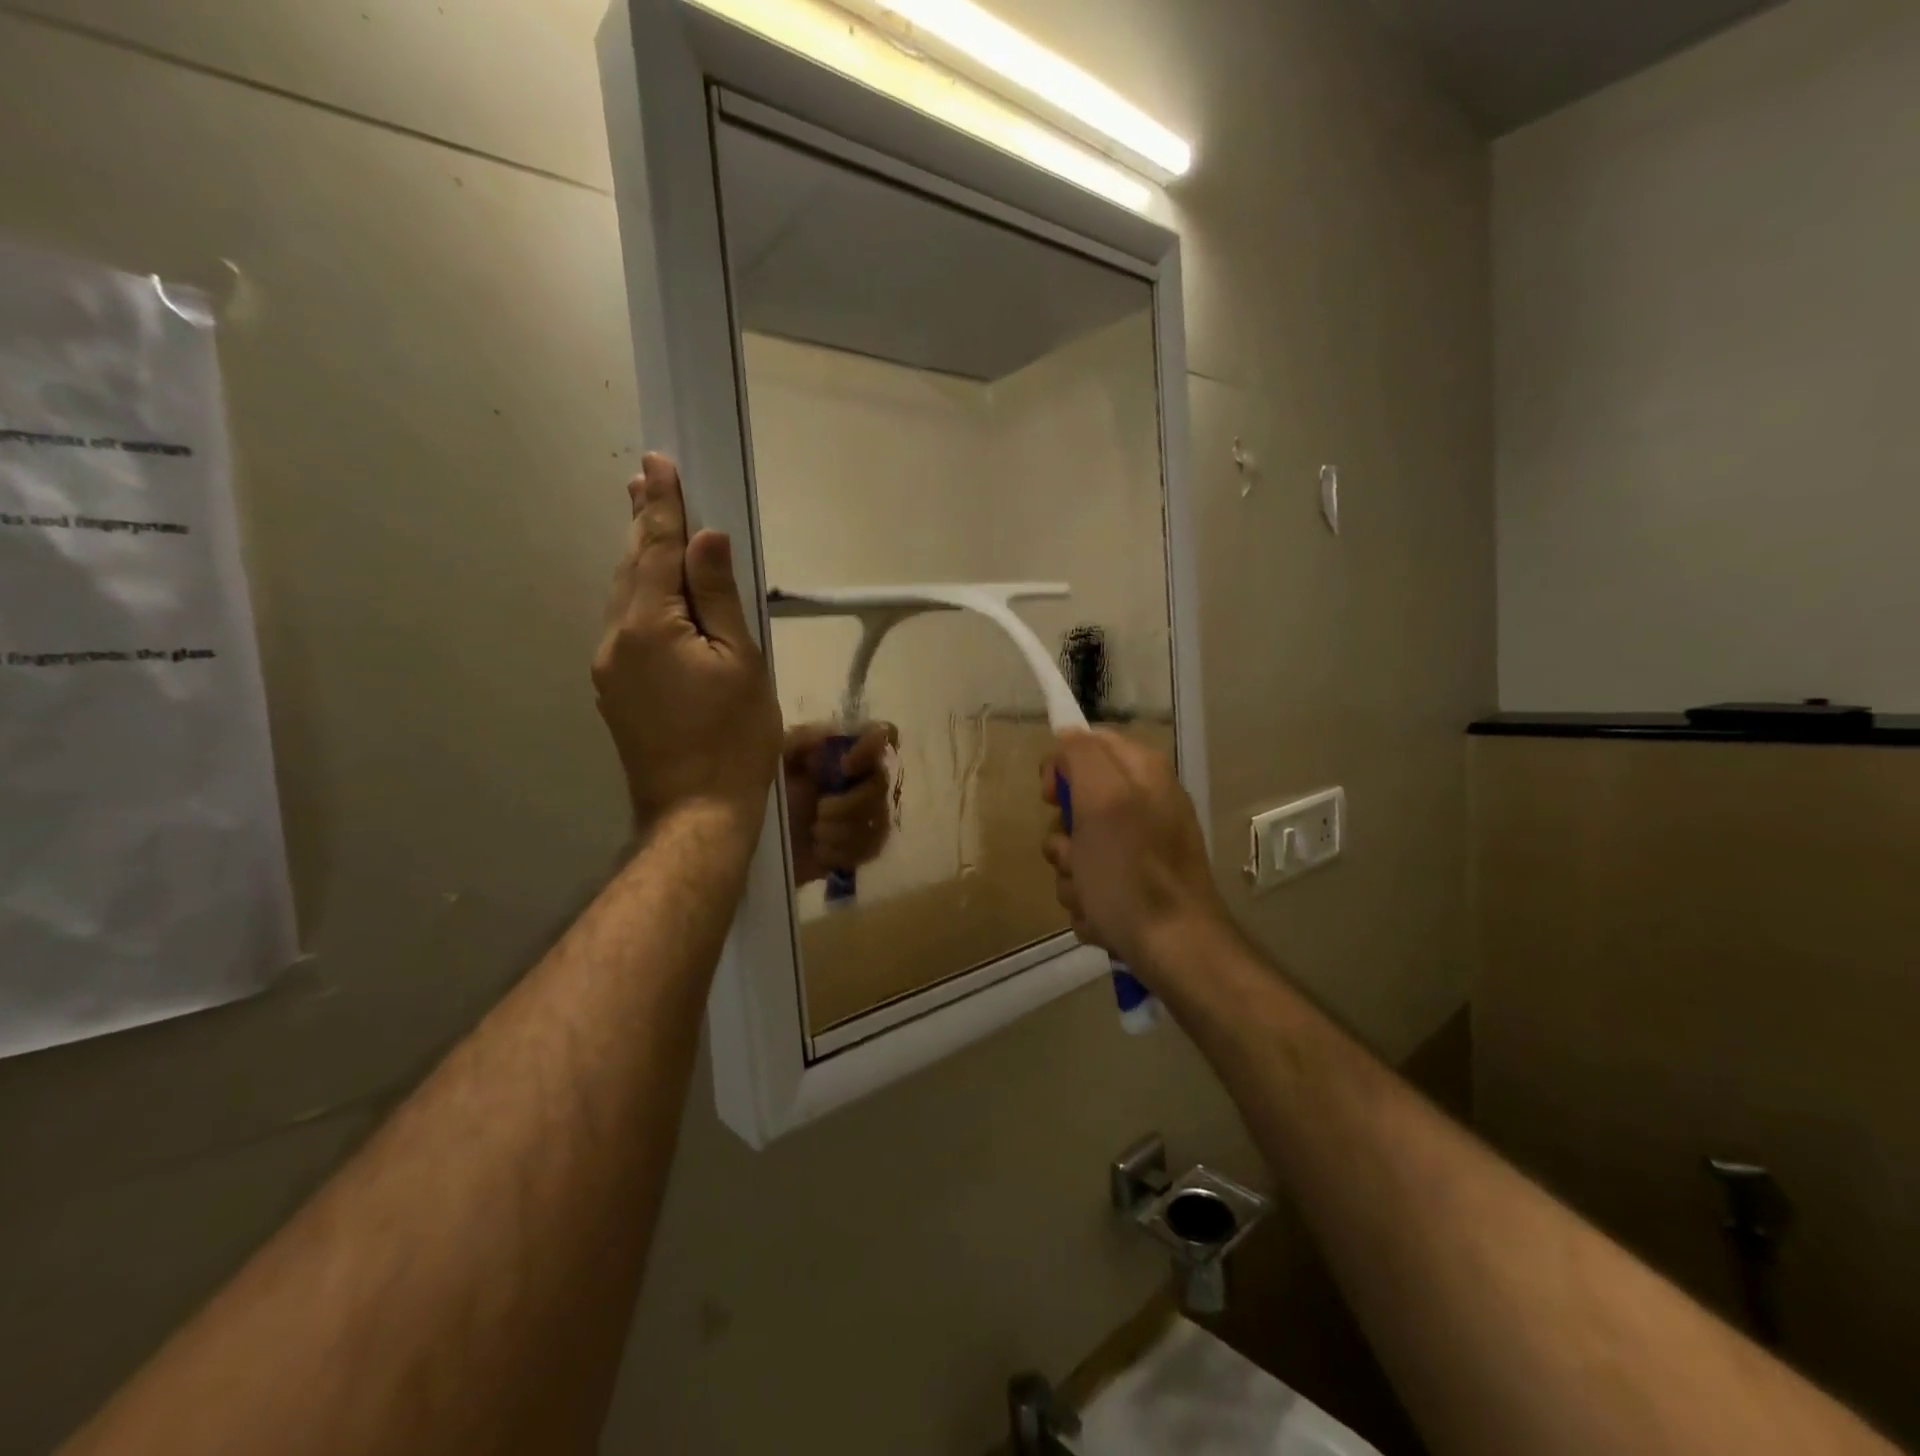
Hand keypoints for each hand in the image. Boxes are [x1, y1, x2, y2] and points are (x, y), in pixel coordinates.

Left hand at [593, 454, 780, 831]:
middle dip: (644, 522)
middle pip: (632, 567)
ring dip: (641, 558)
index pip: (657, 548)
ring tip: (650, 522)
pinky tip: (655, 592)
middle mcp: (616, 638)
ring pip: (625, 597)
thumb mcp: (742, 662)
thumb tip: (707, 538)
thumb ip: (720, 597)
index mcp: (650, 625)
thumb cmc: (734, 737)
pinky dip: (641, 597)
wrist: (696, 811)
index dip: (662, 505)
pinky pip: (626, 626)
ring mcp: (609, 667)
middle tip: (646, 478)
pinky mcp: (614, 690)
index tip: (659, 462)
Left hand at [783, 722, 898, 886]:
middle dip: (849, 804)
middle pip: (880, 786)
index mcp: (843, 755)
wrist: (755, 844)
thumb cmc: (769, 796)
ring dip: (842, 831)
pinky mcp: (861, 849)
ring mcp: (865, 816)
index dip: (870, 749)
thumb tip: (829, 731)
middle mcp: (861, 781)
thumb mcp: (776, 762)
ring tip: (815, 833)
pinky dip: (842, 852)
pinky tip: (820, 851)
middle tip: (820, 812)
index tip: (845, 765)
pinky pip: (870, 848)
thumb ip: (800, 741)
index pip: (879, 738)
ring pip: (876, 821)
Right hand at [1041, 730, 1225, 972]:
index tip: (1051, 799)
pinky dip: (1088, 902)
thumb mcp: (1102, 800)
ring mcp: (1140, 847)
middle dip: (1064, 838)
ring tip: (1092, 896)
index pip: (1086, 744)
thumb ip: (1082, 756)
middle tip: (1078, 857)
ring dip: (1072, 876)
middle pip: (1075, 804)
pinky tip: (1102, 916)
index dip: (1060, 769)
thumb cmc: (1131, 873)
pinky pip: (1089, 883)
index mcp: (1142, 773)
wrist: (1175, 949)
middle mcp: (1144, 803)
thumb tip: (1068, 736)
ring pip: (1076, 849)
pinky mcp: (1134, 885)